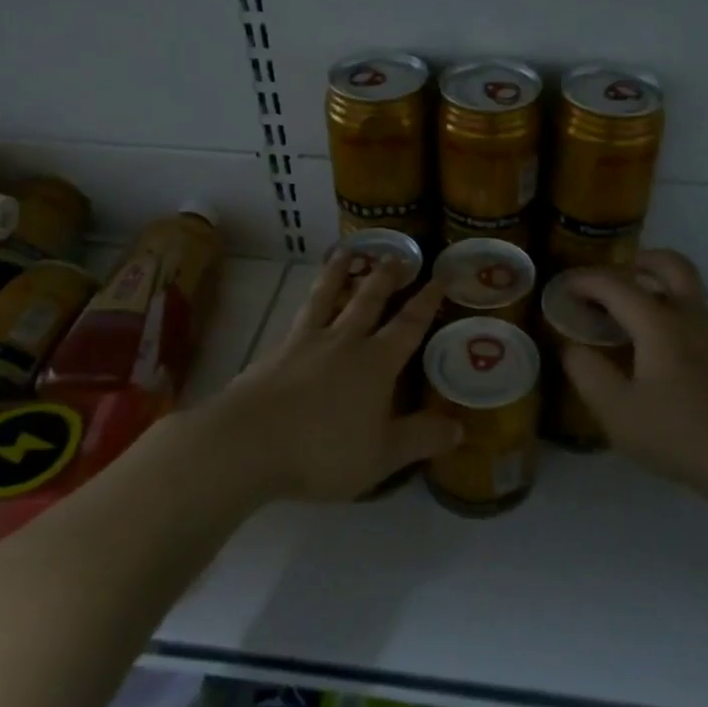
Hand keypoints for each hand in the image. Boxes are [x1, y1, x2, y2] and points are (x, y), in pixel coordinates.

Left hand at [208, 253, 458, 503]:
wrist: (248, 442)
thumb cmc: (323, 450)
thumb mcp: (382, 455)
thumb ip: (421, 439)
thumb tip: (459, 429)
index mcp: (376, 363)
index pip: (409, 324)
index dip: (428, 300)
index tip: (441, 275)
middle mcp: (344, 342)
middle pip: (369, 300)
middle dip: (385, 277)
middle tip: (396, 254)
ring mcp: (306, 342)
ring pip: (328, 296)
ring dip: (339, 273)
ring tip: (346, 251)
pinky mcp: (276, 351)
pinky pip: (299, 314)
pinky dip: (308, 300)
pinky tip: (304, 302)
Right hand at [562, 251, 707, 502]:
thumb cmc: (679, 434)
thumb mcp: (617, 411)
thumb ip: (587, 373)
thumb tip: (570, 346)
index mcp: (660, 323)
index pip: (616, 285)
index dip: (585, 281)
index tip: (562, 287)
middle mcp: (689, 316)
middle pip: (670, 264)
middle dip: (637, 261)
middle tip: (610, 279)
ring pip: (685, 288)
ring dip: (654, 286)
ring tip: (624, 314)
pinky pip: (692, 314)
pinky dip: (668, 311)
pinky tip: (652, 347)